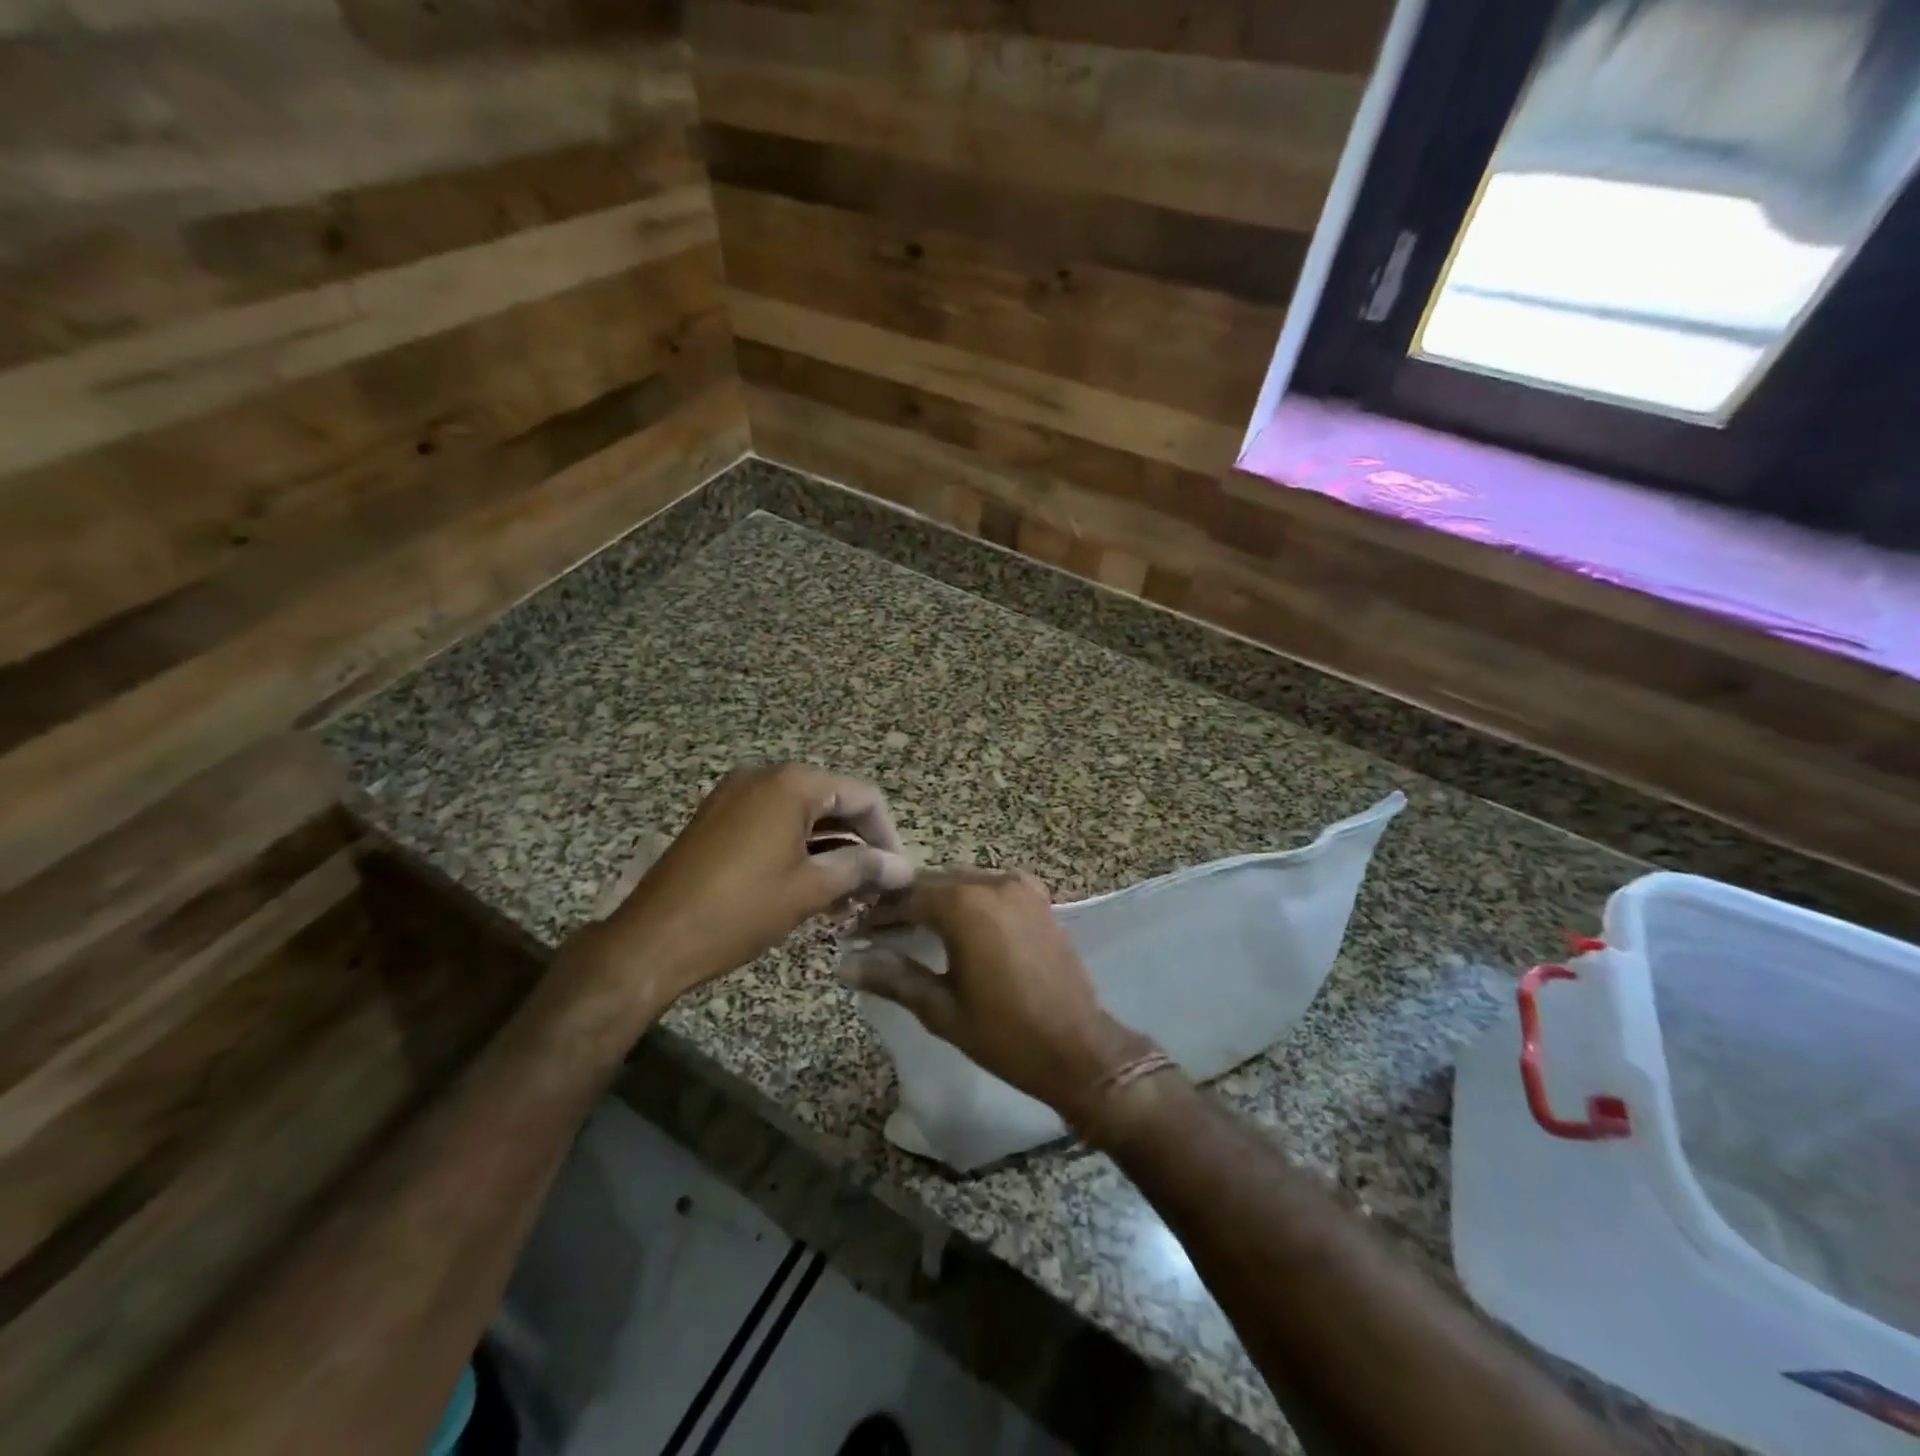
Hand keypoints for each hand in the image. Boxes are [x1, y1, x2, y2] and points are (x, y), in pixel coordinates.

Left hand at [587, 764, 913, 1006]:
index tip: (897, 873)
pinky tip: (810, 886)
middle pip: (833, 801)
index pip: (862, 796)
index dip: (887, 834)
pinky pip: (773, 823)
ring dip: (830, 849)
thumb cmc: (740, 910)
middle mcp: (764, 776)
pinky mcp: (717, 818)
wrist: (653, 939)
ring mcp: (735, 795)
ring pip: (803, 815)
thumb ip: (863, 869)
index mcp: (792, 784)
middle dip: (858, 843)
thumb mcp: (810, 889)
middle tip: (874, 888)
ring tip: (847, 895)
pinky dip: (798, 848)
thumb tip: (904, 868)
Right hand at [844, 868, 1155, 1128]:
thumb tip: (846, 963)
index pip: (906, 897)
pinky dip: (969, 897)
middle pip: (935, 882)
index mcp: (964, 906)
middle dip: (905, 902)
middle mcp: (992, 884)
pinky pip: (992, 886)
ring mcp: (1021, 887)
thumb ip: (894, 977)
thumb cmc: (1006, 1035)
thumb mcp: (942, 1009)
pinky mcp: (1039, 899)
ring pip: (963, 880)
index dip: (878, 914)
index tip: (856, 933)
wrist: (1079, 1049)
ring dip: (937, 898)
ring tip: (913, 927)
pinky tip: (959, 923)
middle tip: (879, 931)